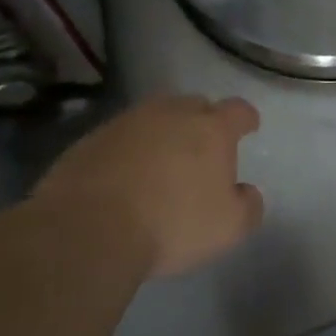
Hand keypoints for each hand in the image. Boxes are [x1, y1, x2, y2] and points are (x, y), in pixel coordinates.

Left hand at [32, 95, 263, 277]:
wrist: (86, 231)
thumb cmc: (172, 224)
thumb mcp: (230, 227)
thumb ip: (248, 205)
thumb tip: (245, 192)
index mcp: (211, 129)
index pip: (238, 110)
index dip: (246, 119)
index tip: (249, 128)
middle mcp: (170, 114)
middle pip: (194, 105)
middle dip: (202, 121)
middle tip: (202, 148)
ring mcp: (125, 124)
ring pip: (153, 119)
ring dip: (162, 134)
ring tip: (161, 163)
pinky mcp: (87, 141)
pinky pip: (119, 139)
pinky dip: (128, 152)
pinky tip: (124, 179)